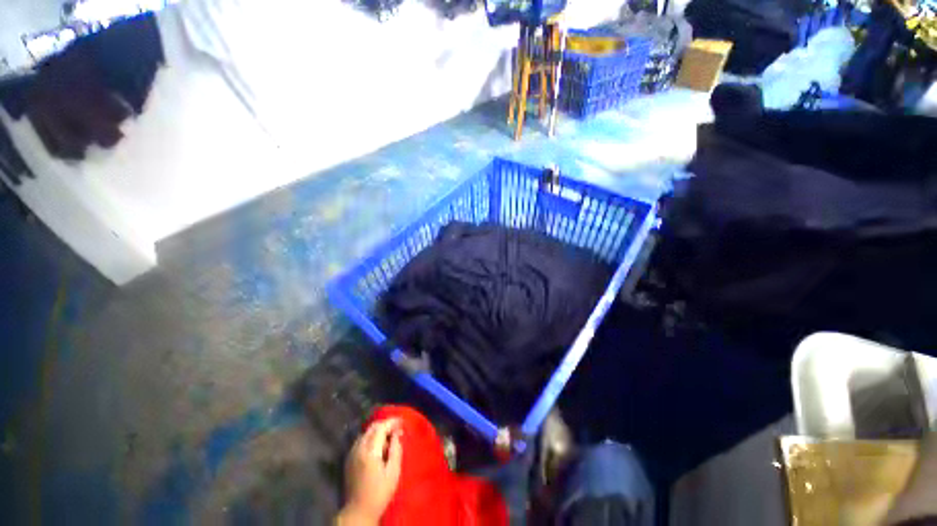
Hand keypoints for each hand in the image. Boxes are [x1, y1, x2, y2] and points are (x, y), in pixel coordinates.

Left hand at [339, 419, 402, 524]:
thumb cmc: (379, 493)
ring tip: (388, 438)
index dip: (392, 422)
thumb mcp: (393, 472)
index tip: (402, 422)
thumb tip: (397, 434)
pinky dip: (370, 438)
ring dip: (377, 431)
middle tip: (396, 429)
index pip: (381, 428)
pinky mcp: (349, 459)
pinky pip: (361, 441)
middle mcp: (359, 449)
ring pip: (365, 433)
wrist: (358, 511)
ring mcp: (352, 454)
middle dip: (385, 425)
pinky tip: (377, 446)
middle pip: (372, 428)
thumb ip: (396, 450)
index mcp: (370, 451)